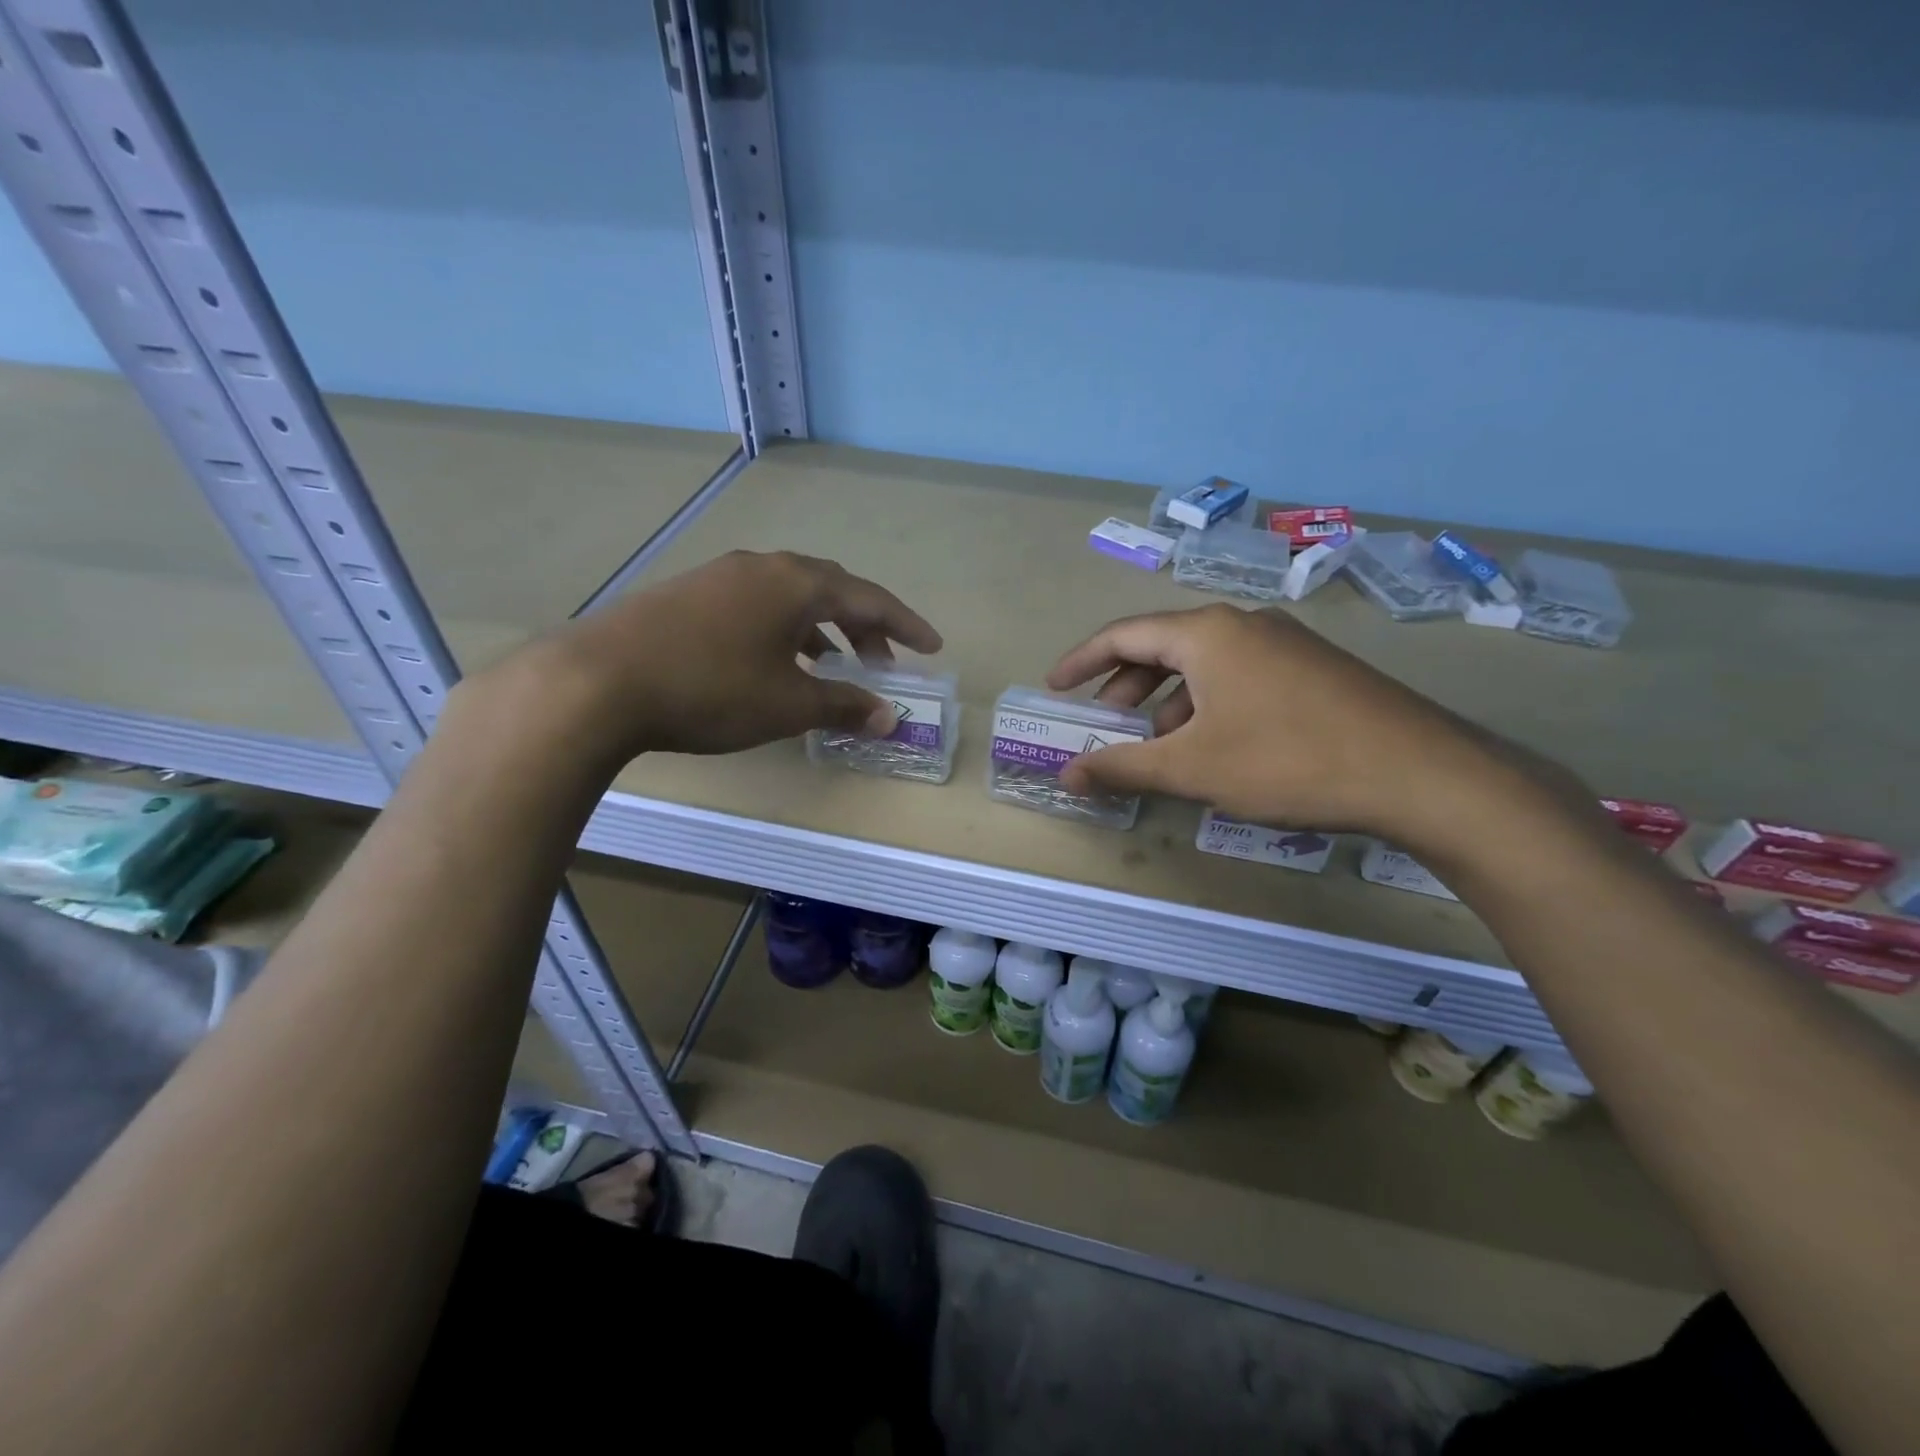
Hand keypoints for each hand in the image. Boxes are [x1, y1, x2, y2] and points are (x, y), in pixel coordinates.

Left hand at [497, 550, 941, 761]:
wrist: (598, 681)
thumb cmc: (712, 689)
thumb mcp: (788, 703)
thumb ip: (843, 704)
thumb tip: (888, 715)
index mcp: (797, 582)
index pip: (870, 598)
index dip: (905, 625)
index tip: (931, 647)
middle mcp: (763, 567)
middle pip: (831, 589)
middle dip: (864, 625)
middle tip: (880, 662)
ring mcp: (720, 577)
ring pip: (789, 596)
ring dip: (821, 628)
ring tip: (830, 664)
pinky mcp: (687, 595)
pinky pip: (756, 605)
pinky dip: (782, 630)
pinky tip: (773, 661)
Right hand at [1047, 603, 1581, 851]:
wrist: (1420, 773)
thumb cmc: (1288, 761)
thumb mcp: (1193, 768)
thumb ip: (1123, 767)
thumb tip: (1066, 776)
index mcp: (1208, 633)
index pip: (1124, 634)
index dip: (1082, 661)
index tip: (1056, 687)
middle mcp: (1244, 624)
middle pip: (1164, 646)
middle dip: (1126, 686)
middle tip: (1106, 724)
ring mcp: (1285, 643)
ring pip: (1205, 665)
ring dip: (1169, 701)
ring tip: (1160, 746)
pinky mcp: (1314, 669)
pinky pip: (1240, 676)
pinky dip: (1209, 704)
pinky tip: (1217, 747)